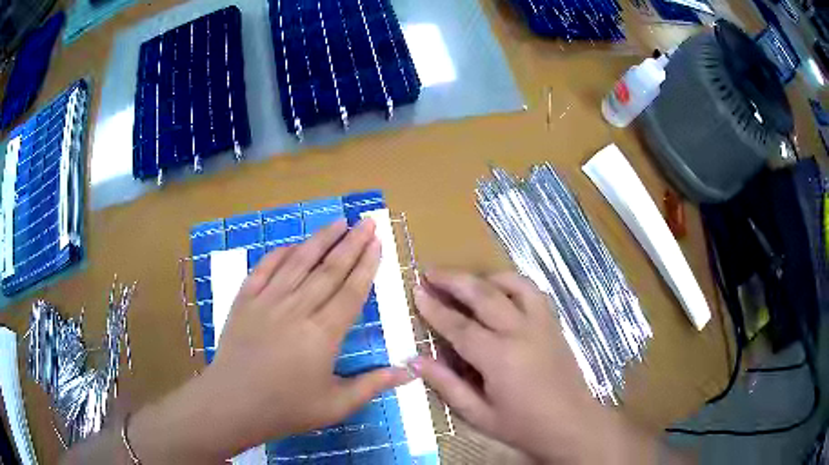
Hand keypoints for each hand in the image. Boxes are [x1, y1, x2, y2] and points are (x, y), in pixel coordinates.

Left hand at [128, 219, 410, 462]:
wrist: (233, 403)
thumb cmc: (286, 408)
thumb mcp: (336, 406)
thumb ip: (372, 385)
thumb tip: (409, 372)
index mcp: (323, 334)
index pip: (351, 291)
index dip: (366, 265)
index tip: (377, 242)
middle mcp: (297, 309)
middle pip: (329, 269)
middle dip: (351, 243)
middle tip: (367, 222)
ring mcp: (268, 301)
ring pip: (298, 262)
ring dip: (320, 240)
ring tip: (338, 221)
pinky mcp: (245, 300)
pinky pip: (265, 268)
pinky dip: (280, 253)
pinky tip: (293, 244)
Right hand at [410, 270, 659, 463]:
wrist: (571, 423)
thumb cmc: (522, 425)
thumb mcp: (478, 414)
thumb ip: (447, 385)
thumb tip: (415, 360)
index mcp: (499, 358)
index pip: (459, 325)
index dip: (434, 307)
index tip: (416, 290)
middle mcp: (520, 331)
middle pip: (483, 294)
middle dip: (453, 280)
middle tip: (430, 272)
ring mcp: (541, 323)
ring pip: (511, 284)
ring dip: (484, 276)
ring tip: (463, 279)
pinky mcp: (553, 323)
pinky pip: (532, 291)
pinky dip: (512, 282)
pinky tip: (500, 289)